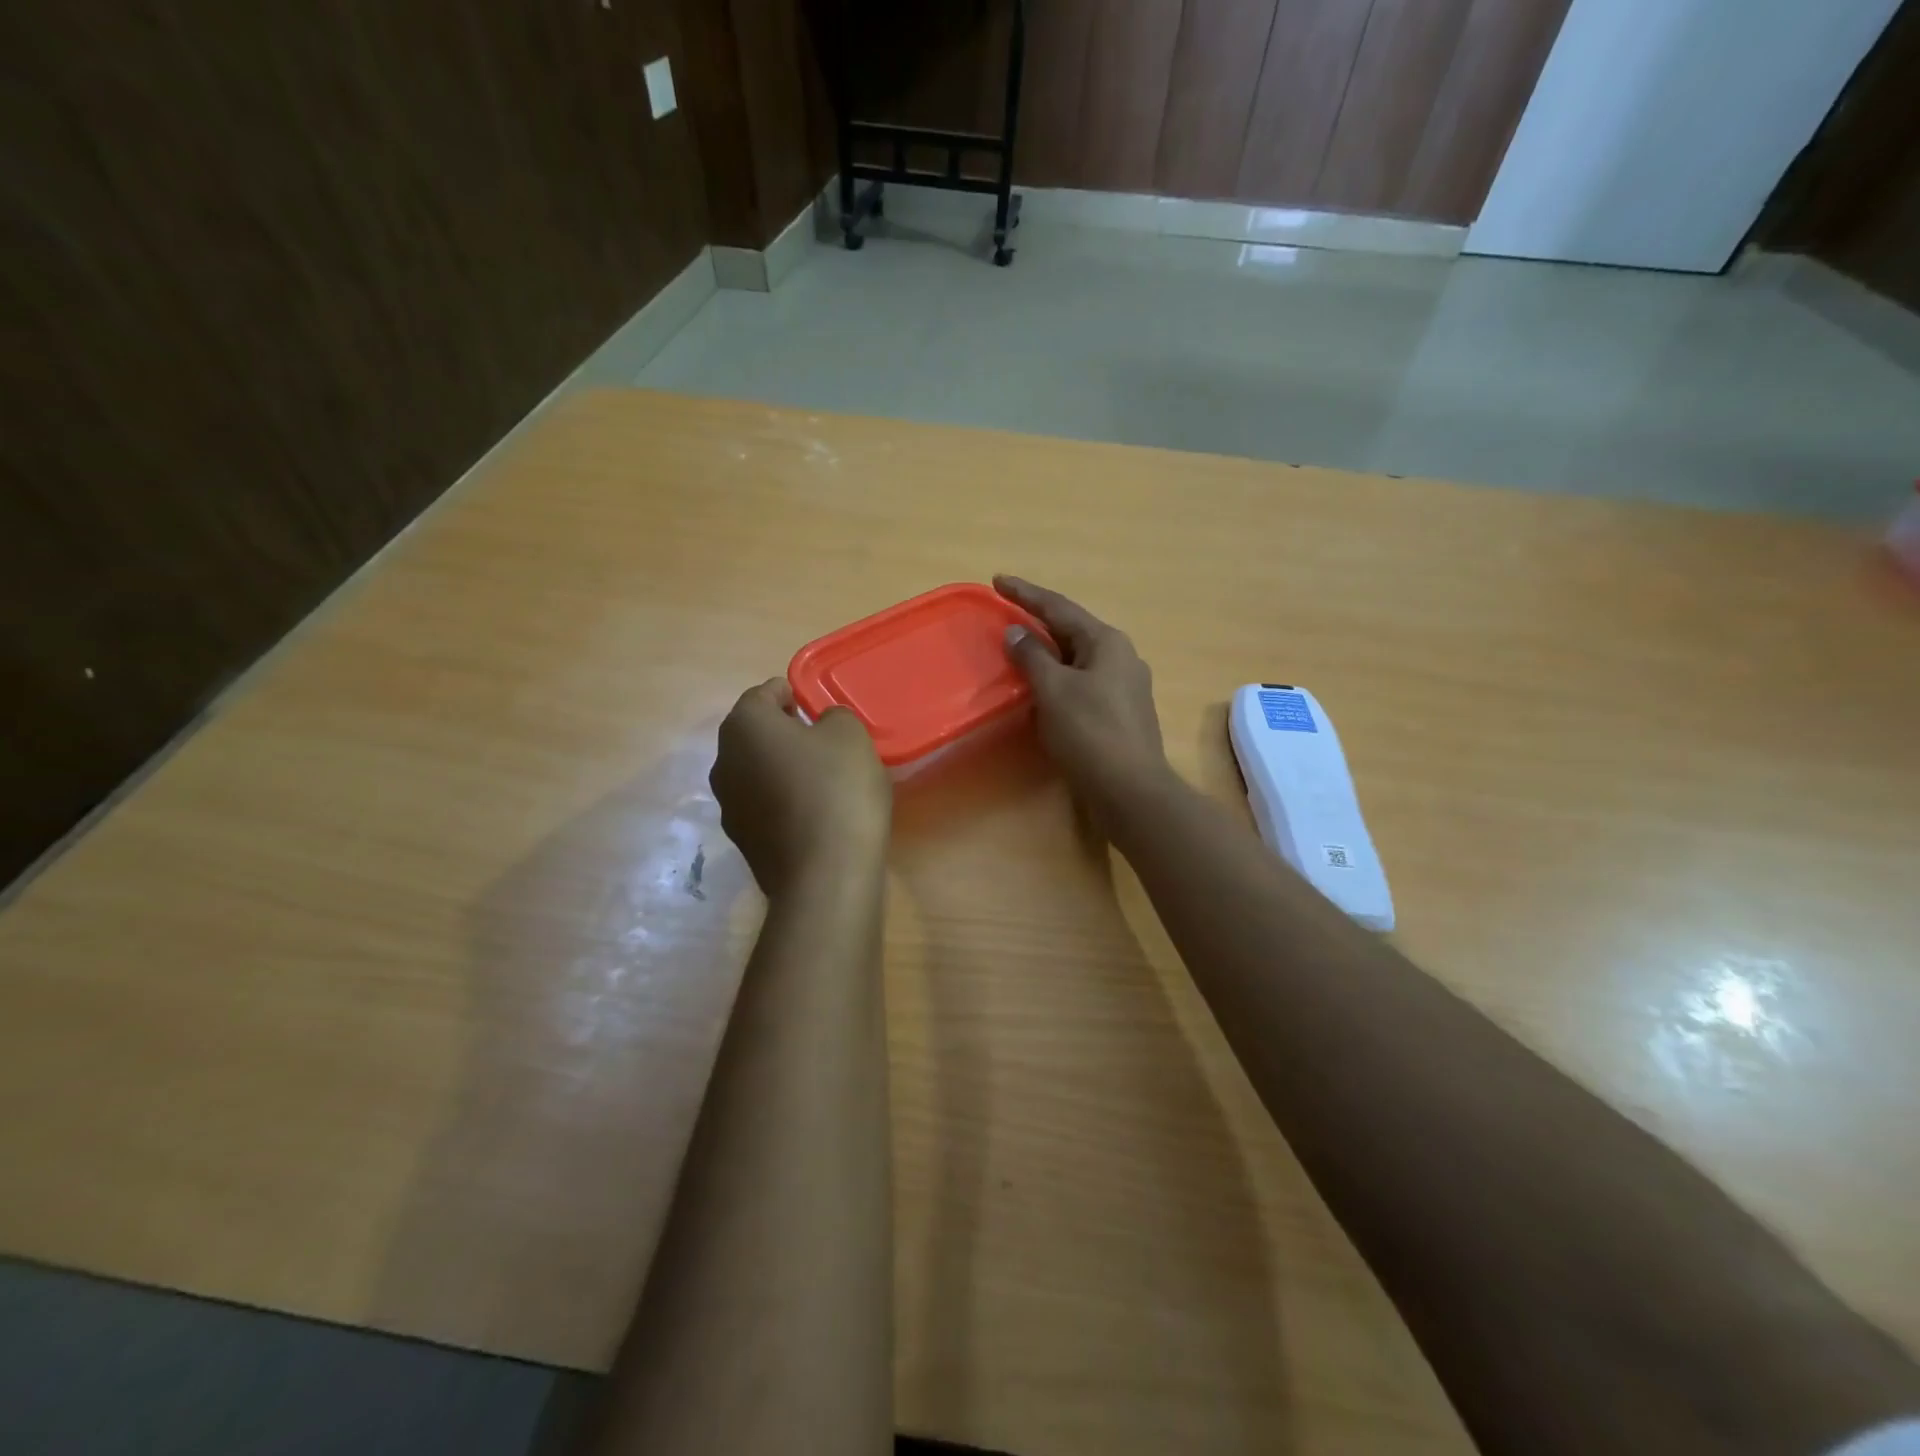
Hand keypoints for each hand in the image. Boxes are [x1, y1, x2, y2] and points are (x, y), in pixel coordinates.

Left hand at [710, 678, 891, 897]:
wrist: (825, 873)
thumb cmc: (837, 788)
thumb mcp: (849, 734)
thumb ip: (833, 716)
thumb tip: (820, 727)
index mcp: (744, 724)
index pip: (763, 694)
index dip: (790, 694)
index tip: (813, 705)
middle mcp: (723, 760)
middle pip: (754, 734)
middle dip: (784, 732)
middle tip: (821, 739)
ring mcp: (728, 804)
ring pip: (756, 771)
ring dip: (781, 768)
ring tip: (820, 778)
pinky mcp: (741, 840)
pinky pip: (763, 805)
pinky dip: (782, 801)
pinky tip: (814, 813)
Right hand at [994, 575, 1170, 823]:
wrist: (1130, 790)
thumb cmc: (1090, 733)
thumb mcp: (1054, 690)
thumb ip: (1032, 657)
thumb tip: (1016, 632)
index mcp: (1106, 642)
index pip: (1059, 608)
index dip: (1026, 594)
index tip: (998, 580)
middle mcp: (1121, 657)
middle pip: (1072, 631)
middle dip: (1039, 622)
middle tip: (1007, 613)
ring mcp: (1125, 687)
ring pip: (1078, 659)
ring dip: (1048, 653)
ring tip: (1020, 648)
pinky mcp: (1121, 714)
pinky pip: (1083, 683)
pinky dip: (1059, 679)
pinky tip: (1043, 689)